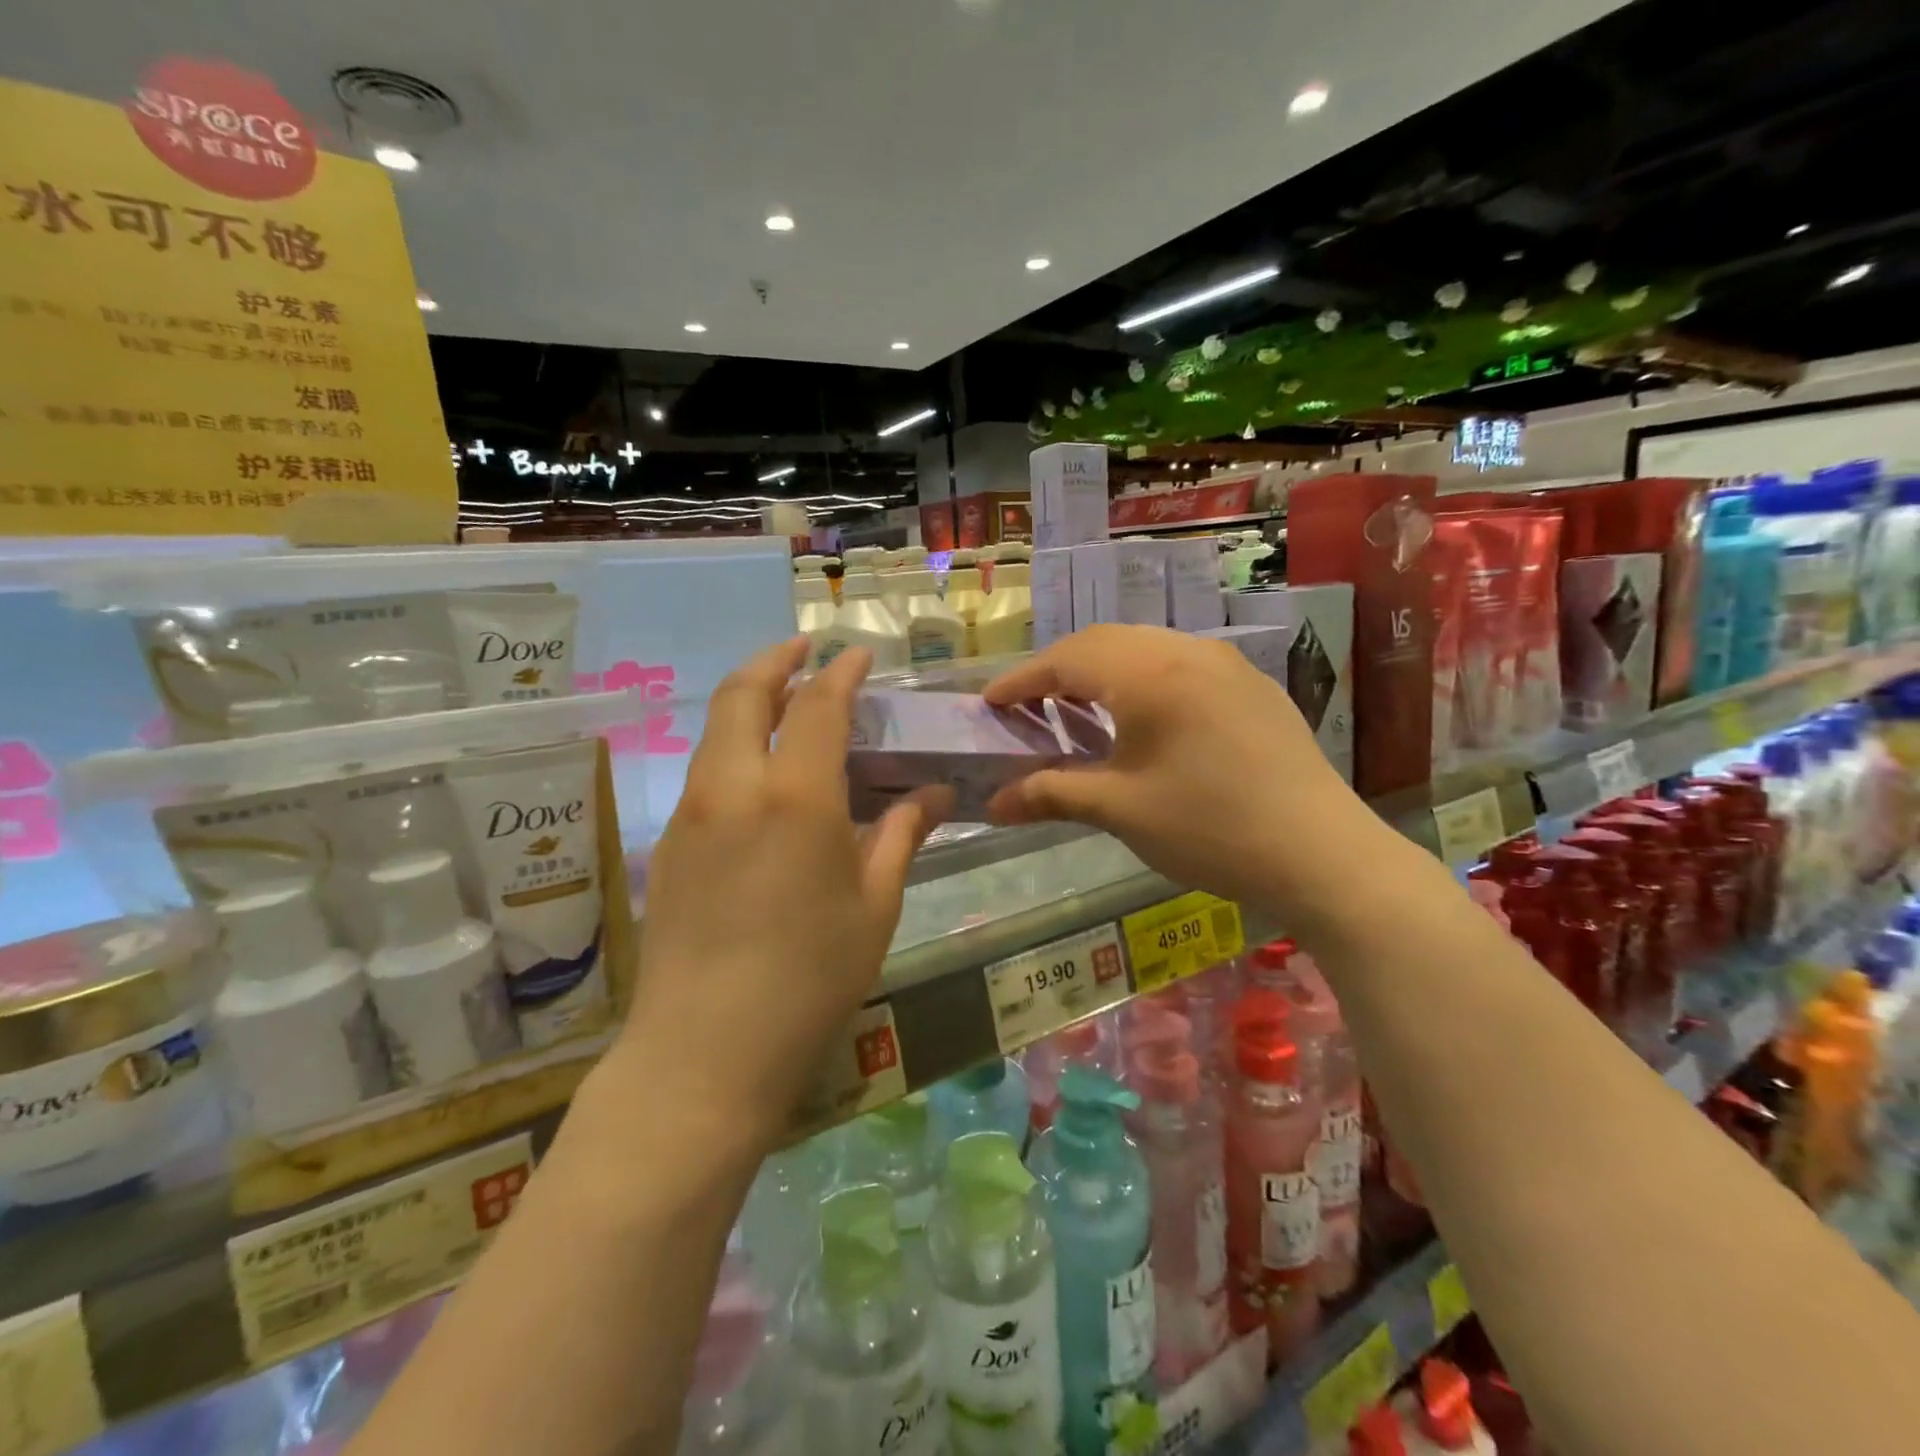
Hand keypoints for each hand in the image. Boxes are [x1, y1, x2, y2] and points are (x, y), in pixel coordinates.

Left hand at [620, 638, 946, 1148]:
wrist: (705, 1050)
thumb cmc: (811, 978)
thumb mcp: (875, 905)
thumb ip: (902, 835)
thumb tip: (936, 793)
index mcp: (796, 796)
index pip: (819, 705)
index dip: (841, 673)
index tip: (857, 656)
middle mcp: (734, 787)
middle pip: (745, 693)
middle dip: (777, 660)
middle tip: (804, 652)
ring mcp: (691, 812)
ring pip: (716, 729)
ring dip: (750, 700)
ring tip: (785, 704)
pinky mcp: (667, 843)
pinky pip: (704, 770)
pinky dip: (734, 746)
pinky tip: (760, 777)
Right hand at [984, 625, 1373, 919]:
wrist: (1321, 854)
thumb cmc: (1208, 827)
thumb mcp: (1120, 810)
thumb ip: (1050, 794)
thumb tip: (993, 803)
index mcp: (1149, 673)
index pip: (1067, 660)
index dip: (1021, 680)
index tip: (989, 704)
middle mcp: (1187, 651)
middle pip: (1104, 642)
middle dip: (1058, 669)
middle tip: (1027, 706)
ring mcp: (1226, 665)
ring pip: (1145, 649)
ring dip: (1102, 671)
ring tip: (1078, 709)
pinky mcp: (1252, 687)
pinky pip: (1180, 665)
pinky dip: (1141, 679)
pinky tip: (1141, 718)